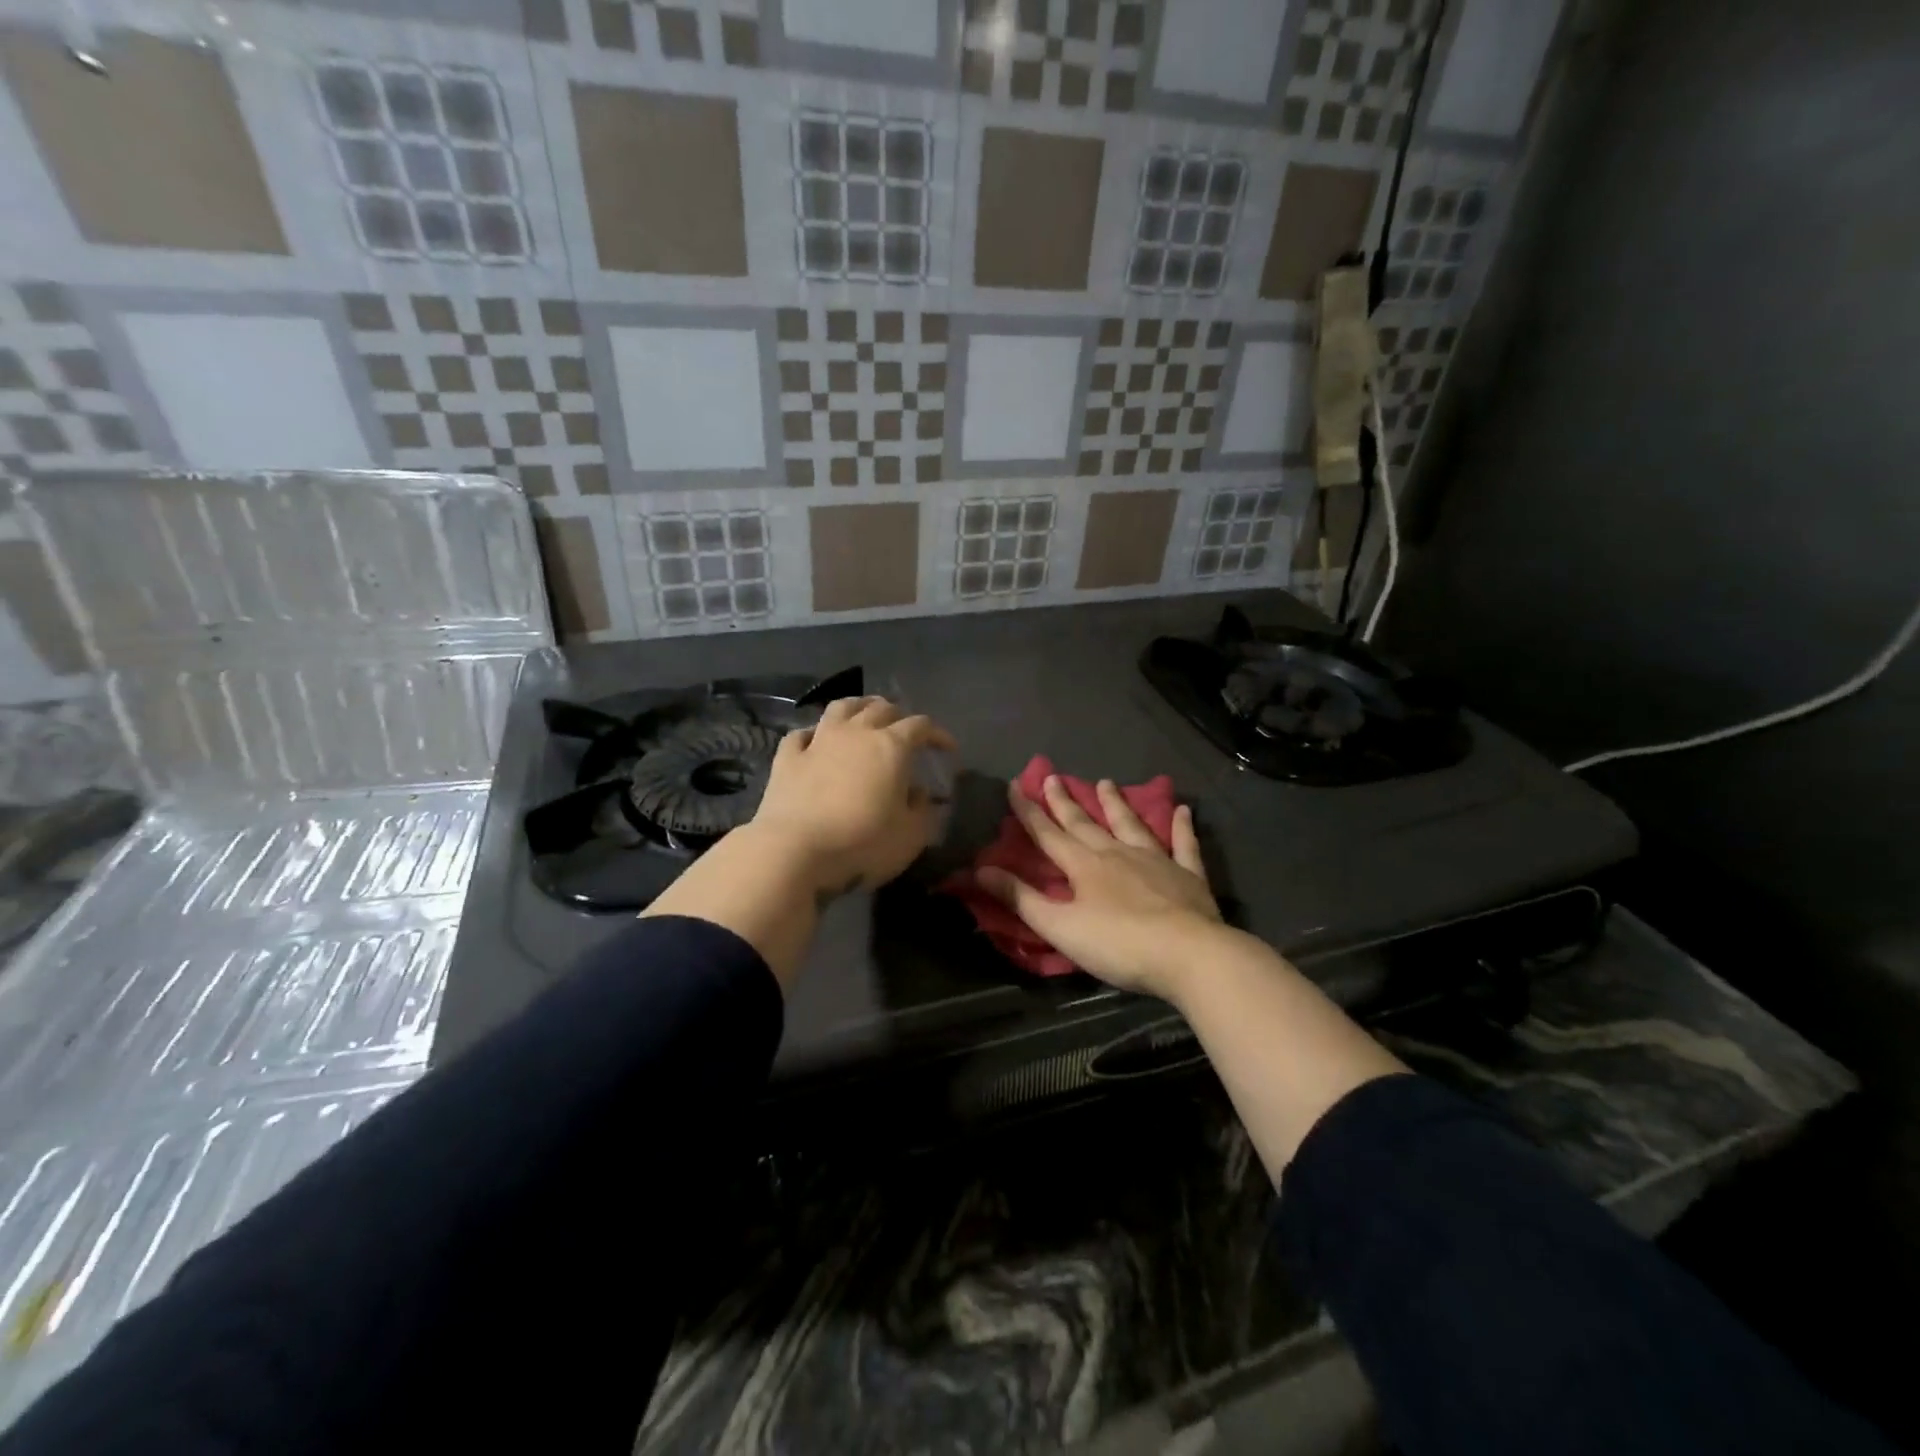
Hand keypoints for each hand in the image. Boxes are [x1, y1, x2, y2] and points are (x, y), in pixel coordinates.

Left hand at [748, 696, 956, 896]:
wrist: (794, 850)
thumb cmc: (862, 842)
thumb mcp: (910, 836)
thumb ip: (922, 810)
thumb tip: (920, 793)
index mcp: (891, 746)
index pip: (921, 726)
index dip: (938, 734)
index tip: (947, 749)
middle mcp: (856, 733)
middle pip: (881, 708)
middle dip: (899, 715)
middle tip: (905, 730)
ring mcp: (818, 741)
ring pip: (841, 708)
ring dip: (858, 707)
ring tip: (865, 715)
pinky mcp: (787, 758)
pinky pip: (801, 734)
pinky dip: (814, 733)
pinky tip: (816, 740)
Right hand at [976, 775, 1222, 1000]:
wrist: (1189, 954)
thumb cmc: (1118, 944)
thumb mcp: (1060, 927)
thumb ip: (1021, 898)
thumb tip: (980, 870)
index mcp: (1084, 866)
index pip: (1048, 834)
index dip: (1028, 812)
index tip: (1014, 786)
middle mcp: (1117, 853)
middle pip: (1085, 823)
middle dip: (1064, 802)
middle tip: (1052, 777)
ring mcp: (1156, 861)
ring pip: (1131, 825)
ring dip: (1116, 804)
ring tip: (1105, 782)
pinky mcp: (1188, 876)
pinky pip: (1184, 845)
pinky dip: (1182, 828)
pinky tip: (1182, 811)